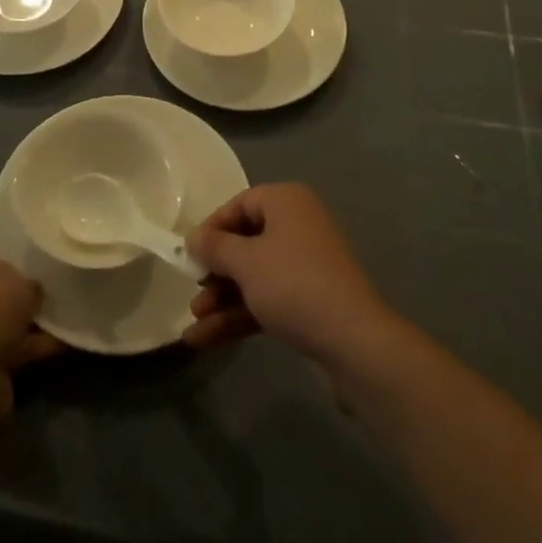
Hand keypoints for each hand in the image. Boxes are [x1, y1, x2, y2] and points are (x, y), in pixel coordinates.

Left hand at [0, 242, 61, 417]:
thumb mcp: (13, 277)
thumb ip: (24, 277)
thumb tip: (30, 290)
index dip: (7, 250)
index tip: (34, 257)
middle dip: (18, 289)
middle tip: (49, 285)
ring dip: (26, 320)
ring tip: (63, 313)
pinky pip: (3, 348)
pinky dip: (28, 346)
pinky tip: (61, 342)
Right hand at [183, 183, 399, 364]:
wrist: (353, 340)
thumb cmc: (293, 284)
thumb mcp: (246, 262)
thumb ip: (215, 247)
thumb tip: (193, 238)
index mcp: (286, 202)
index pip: (239, 204)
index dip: (211, 228)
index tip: (189, 254)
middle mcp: (297, 225)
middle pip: (245, 242)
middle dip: (215, 271)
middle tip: (194, 293)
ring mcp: (305, 264)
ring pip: (254, 275)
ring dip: (223, 298)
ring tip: (194, 323)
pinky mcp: (309, 300)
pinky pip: (267, 298)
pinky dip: (240, 315)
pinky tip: (206, 339)